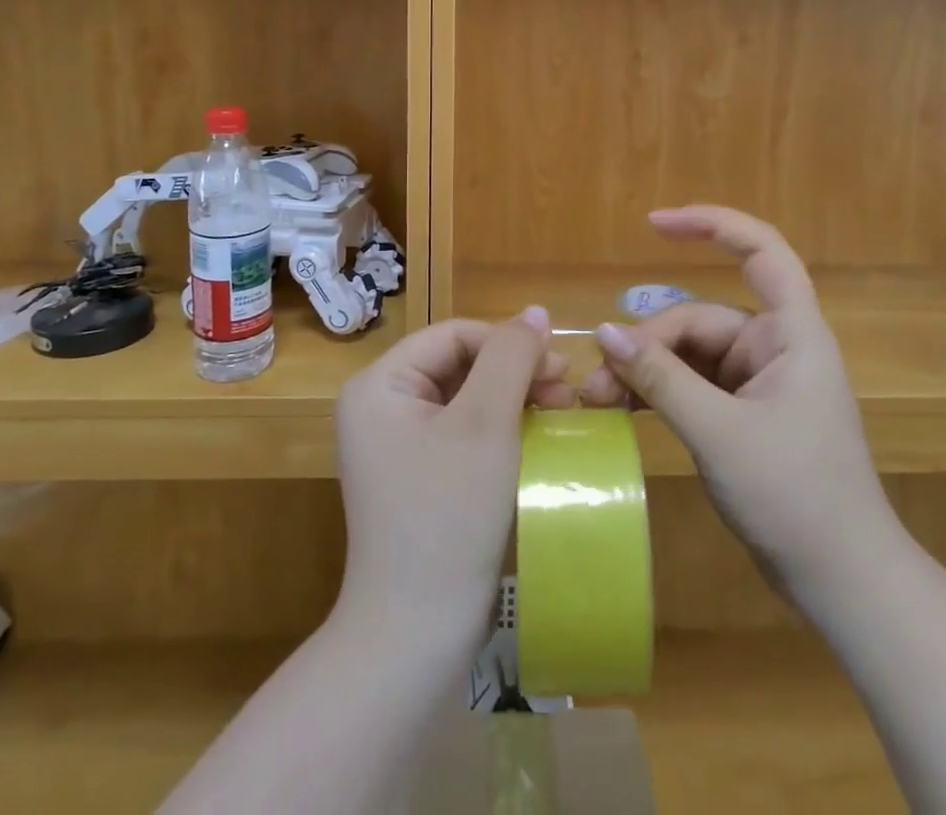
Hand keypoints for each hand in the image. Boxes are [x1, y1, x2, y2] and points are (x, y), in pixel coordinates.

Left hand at [333, 309, 574, 654]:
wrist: (416, 634)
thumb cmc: (449, 515)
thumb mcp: (486, 423)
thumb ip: (511, 356)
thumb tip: (535, 311)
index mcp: (379, 385)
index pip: (454, 335)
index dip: (508, 342)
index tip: (560, 366)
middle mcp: (379, 406)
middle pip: (459, 364)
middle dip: (515, 372)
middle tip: (566, 391)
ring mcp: (396, 444)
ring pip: (466, 397)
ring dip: (514, 398)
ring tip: (560, 412)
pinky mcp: (417, 476)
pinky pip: (463, 431)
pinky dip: (501, 429)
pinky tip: (536, 438)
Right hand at [580, 206, 893, 598]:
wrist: (844, 585)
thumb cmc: (796, 497)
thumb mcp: (719, 434)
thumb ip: (661, 379)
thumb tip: (603, 332)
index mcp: (791, 334)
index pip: (762, 251)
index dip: (713, 224)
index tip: (655, 223)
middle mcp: (775, 347)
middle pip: (699, 320)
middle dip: (647, 344)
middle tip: (596, 382)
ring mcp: (759, 382)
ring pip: (689, 356)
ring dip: (645, 372)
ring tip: (598, 401)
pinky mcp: (745, 414)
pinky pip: (693, 386)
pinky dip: (659, 394)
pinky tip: (621, 410)